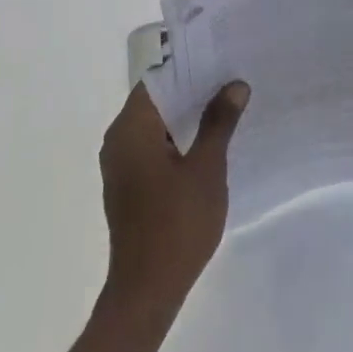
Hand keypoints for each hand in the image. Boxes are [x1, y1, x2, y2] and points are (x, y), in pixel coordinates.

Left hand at [99, 81, 248, 311]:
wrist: (147, 291)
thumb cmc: (177, 224)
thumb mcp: (206, 168)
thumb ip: (219, 122)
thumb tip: (234, 85)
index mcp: (131, 129)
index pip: (158, 81)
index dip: (190, 69)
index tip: (221, 61)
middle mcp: (118, 141)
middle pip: (156, 102)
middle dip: (193, 92)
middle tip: (232, 81)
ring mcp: (121, 165)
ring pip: (156, 126)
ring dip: (187, 117)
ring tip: (227, 107)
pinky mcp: (129, 186)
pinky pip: (153, 148)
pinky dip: (178, 140)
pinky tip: (209, 143)